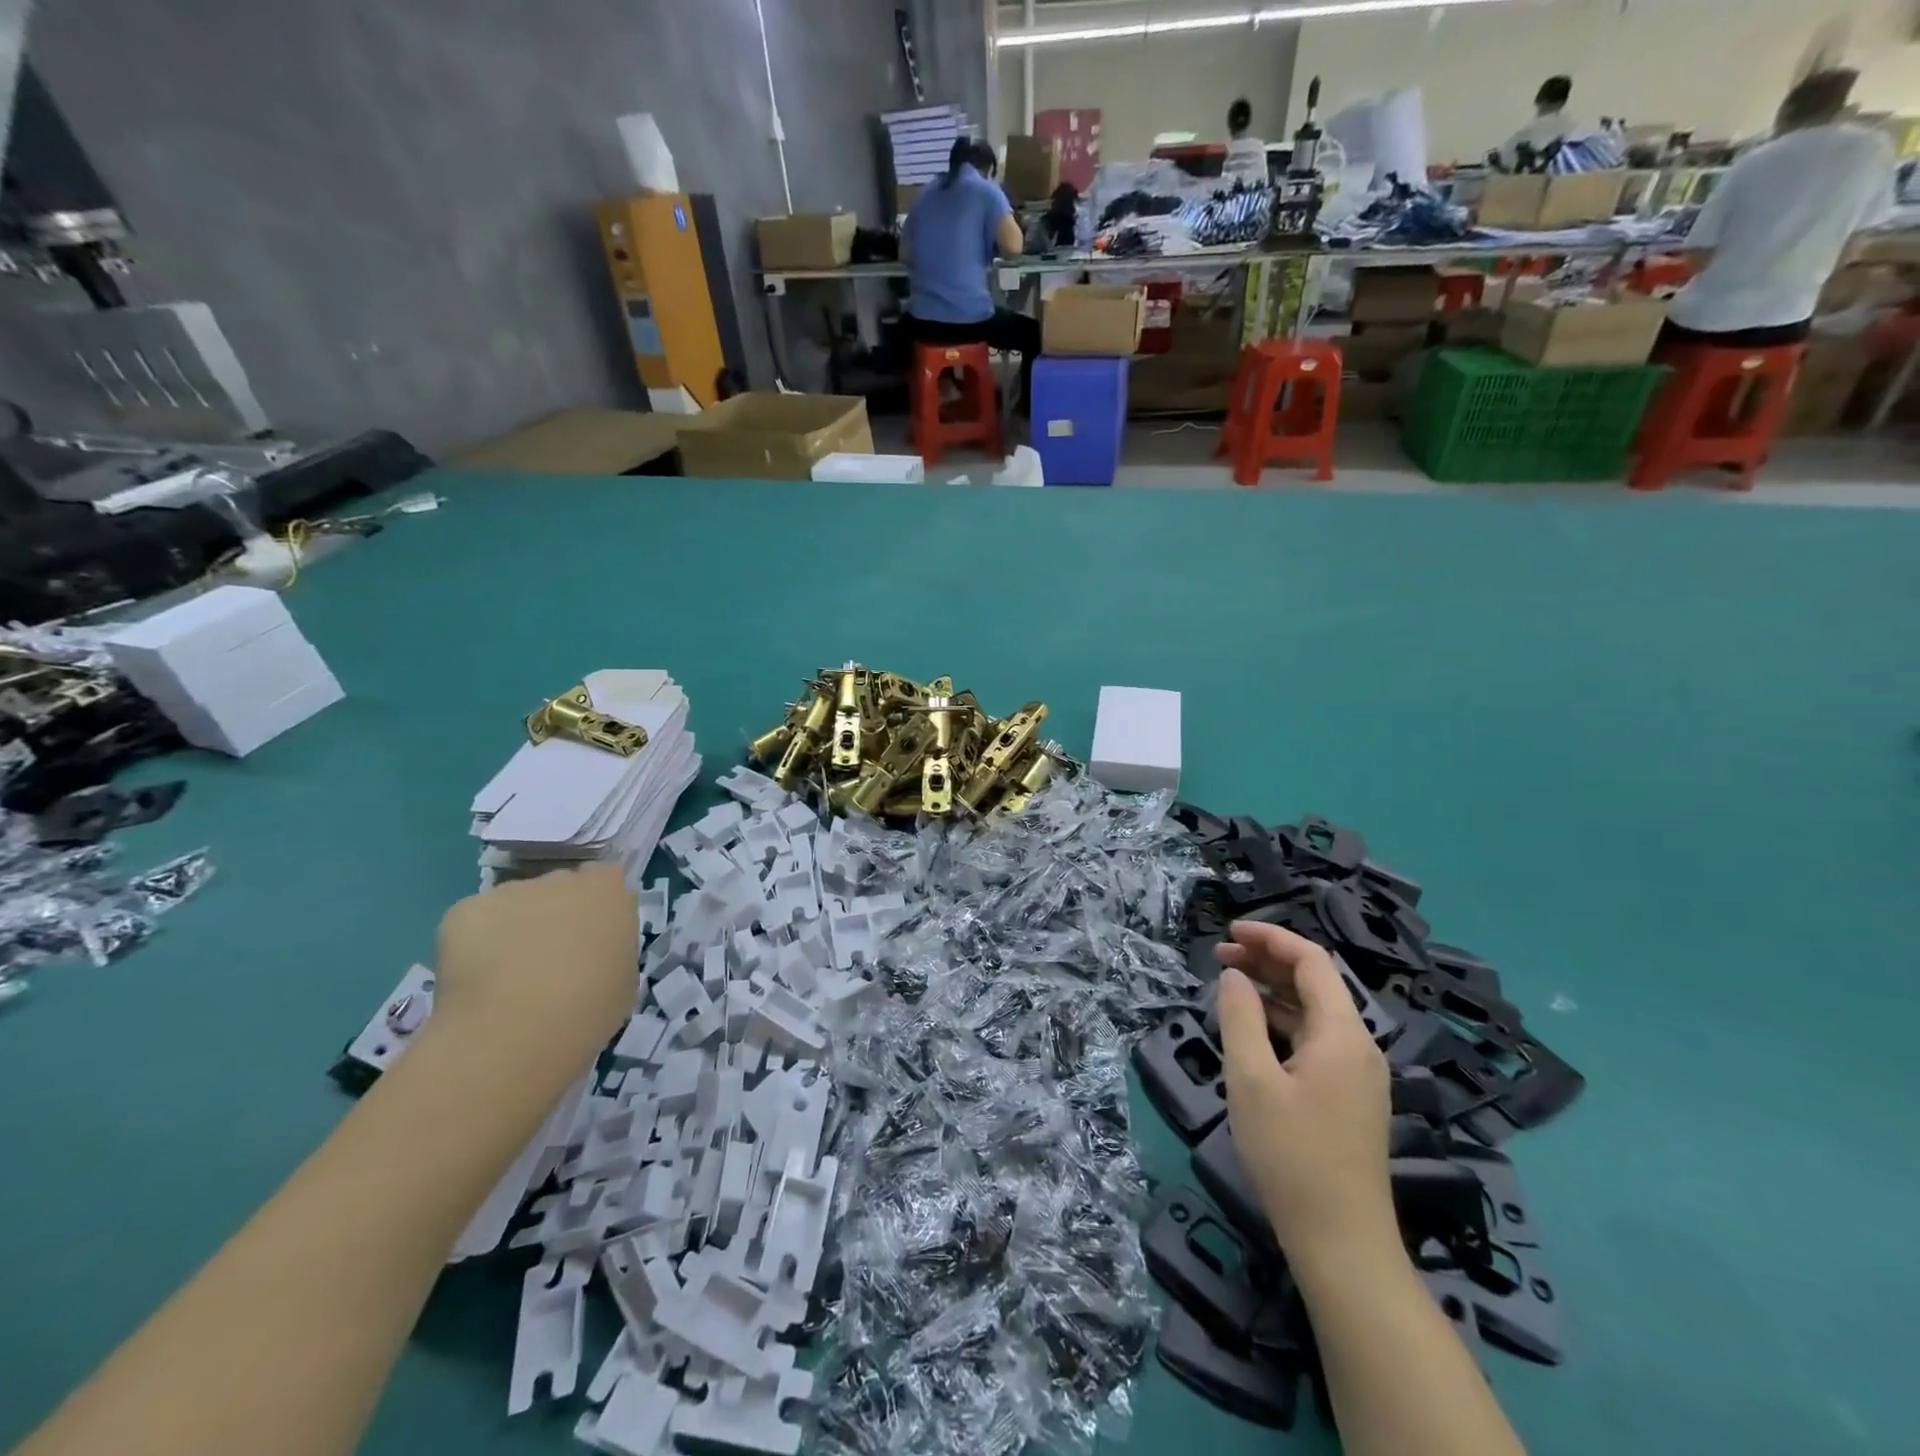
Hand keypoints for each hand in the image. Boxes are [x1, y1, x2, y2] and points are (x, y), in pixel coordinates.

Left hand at [432, 866, 637, 1066]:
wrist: (514, 1034)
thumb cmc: (588, 1010)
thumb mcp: (624, 978)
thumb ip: (612, 947)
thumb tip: (592, 950)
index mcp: (608, 891)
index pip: (605, 881)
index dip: (595, 908)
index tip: (590, 938)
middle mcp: (562, 879)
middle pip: (559, 888)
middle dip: (555, 914)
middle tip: (549, 960)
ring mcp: (511, 891)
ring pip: (515, 904)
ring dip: (515, 928)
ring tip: (506, 977)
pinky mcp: (465, 909)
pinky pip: (476, 921)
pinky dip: (474, 943)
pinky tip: (477, 980)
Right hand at [1215, 922, 1395, 1269]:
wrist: (1342, 1244)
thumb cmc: (1291, 1156)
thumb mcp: (1251, 1080)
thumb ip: (1240, 1018)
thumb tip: (1233, 976)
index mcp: (1343, 1034)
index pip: (1312, 961)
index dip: (1270, 938)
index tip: (1228, 932)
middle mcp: (1359, 1046)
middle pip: (1316, 983)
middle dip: (1267, 961)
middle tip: (1219, 956)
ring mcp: (1358, 1074)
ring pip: (1314, 1012)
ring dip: (1272, 991)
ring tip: (1228, 985)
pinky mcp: (1350, 1097)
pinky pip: (1315, 1040)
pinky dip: (1282, 1022)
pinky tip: (1252, 1029)